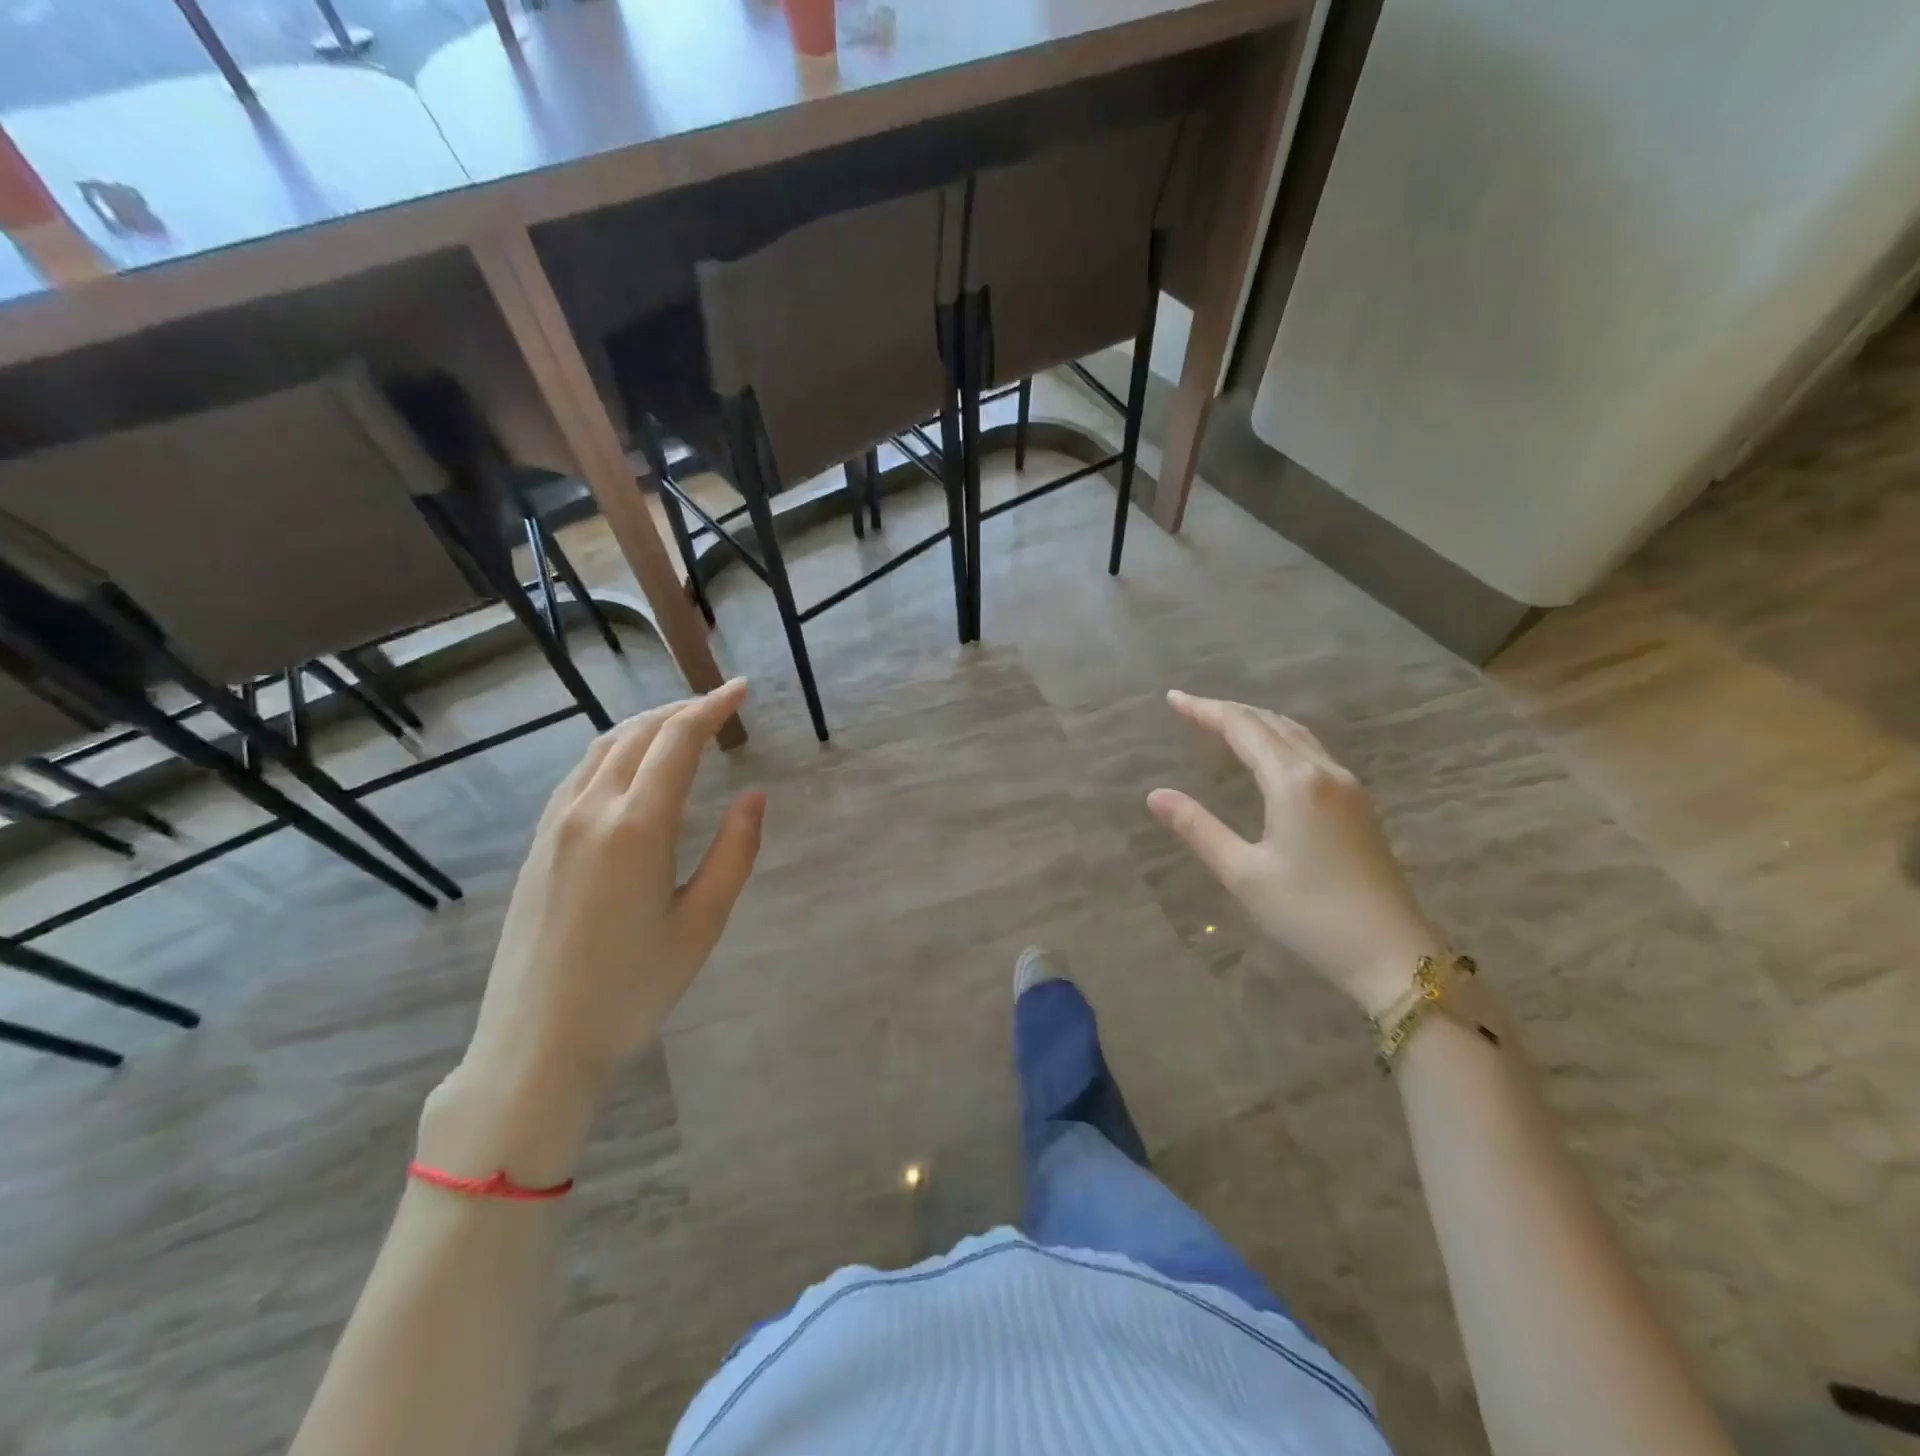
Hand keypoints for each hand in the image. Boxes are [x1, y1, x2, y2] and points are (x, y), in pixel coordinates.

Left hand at [424, 680, 763, 1182]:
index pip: (677, 742)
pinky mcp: (538, 846)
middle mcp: (590, 811)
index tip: (740, 688)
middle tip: (717, 705)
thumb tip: (753, 795)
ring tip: (679, 725)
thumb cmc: (633, 988)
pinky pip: (579, 775)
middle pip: (637, 734)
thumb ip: (734, 852)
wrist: (537, 1044)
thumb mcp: (702, 923)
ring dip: (644, 726)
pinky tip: (629, 767)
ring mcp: (555, 826)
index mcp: (637, 827)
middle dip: (681, 710)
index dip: (712, 708)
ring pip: (602, 748)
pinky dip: (614, 751)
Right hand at [1147, 690, 1442, 1016]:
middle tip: (1190, 708)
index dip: (1205, 710)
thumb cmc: (1309, 914)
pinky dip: (1280, 739)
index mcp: (1294, 782)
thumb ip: (1198, 828)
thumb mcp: (1243, 873)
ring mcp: (1347, 787)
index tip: (1173, 698)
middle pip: (1272, 723)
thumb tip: (1155, 795)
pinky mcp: (1358, 805)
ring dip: (1257, 722)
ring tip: (1224, 723)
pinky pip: (1312, 752)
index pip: (1243, 728)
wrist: (1391, 954)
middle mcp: (1324, 772)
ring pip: (1296, 735)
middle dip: (1229, 711)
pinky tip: (1269, 755)